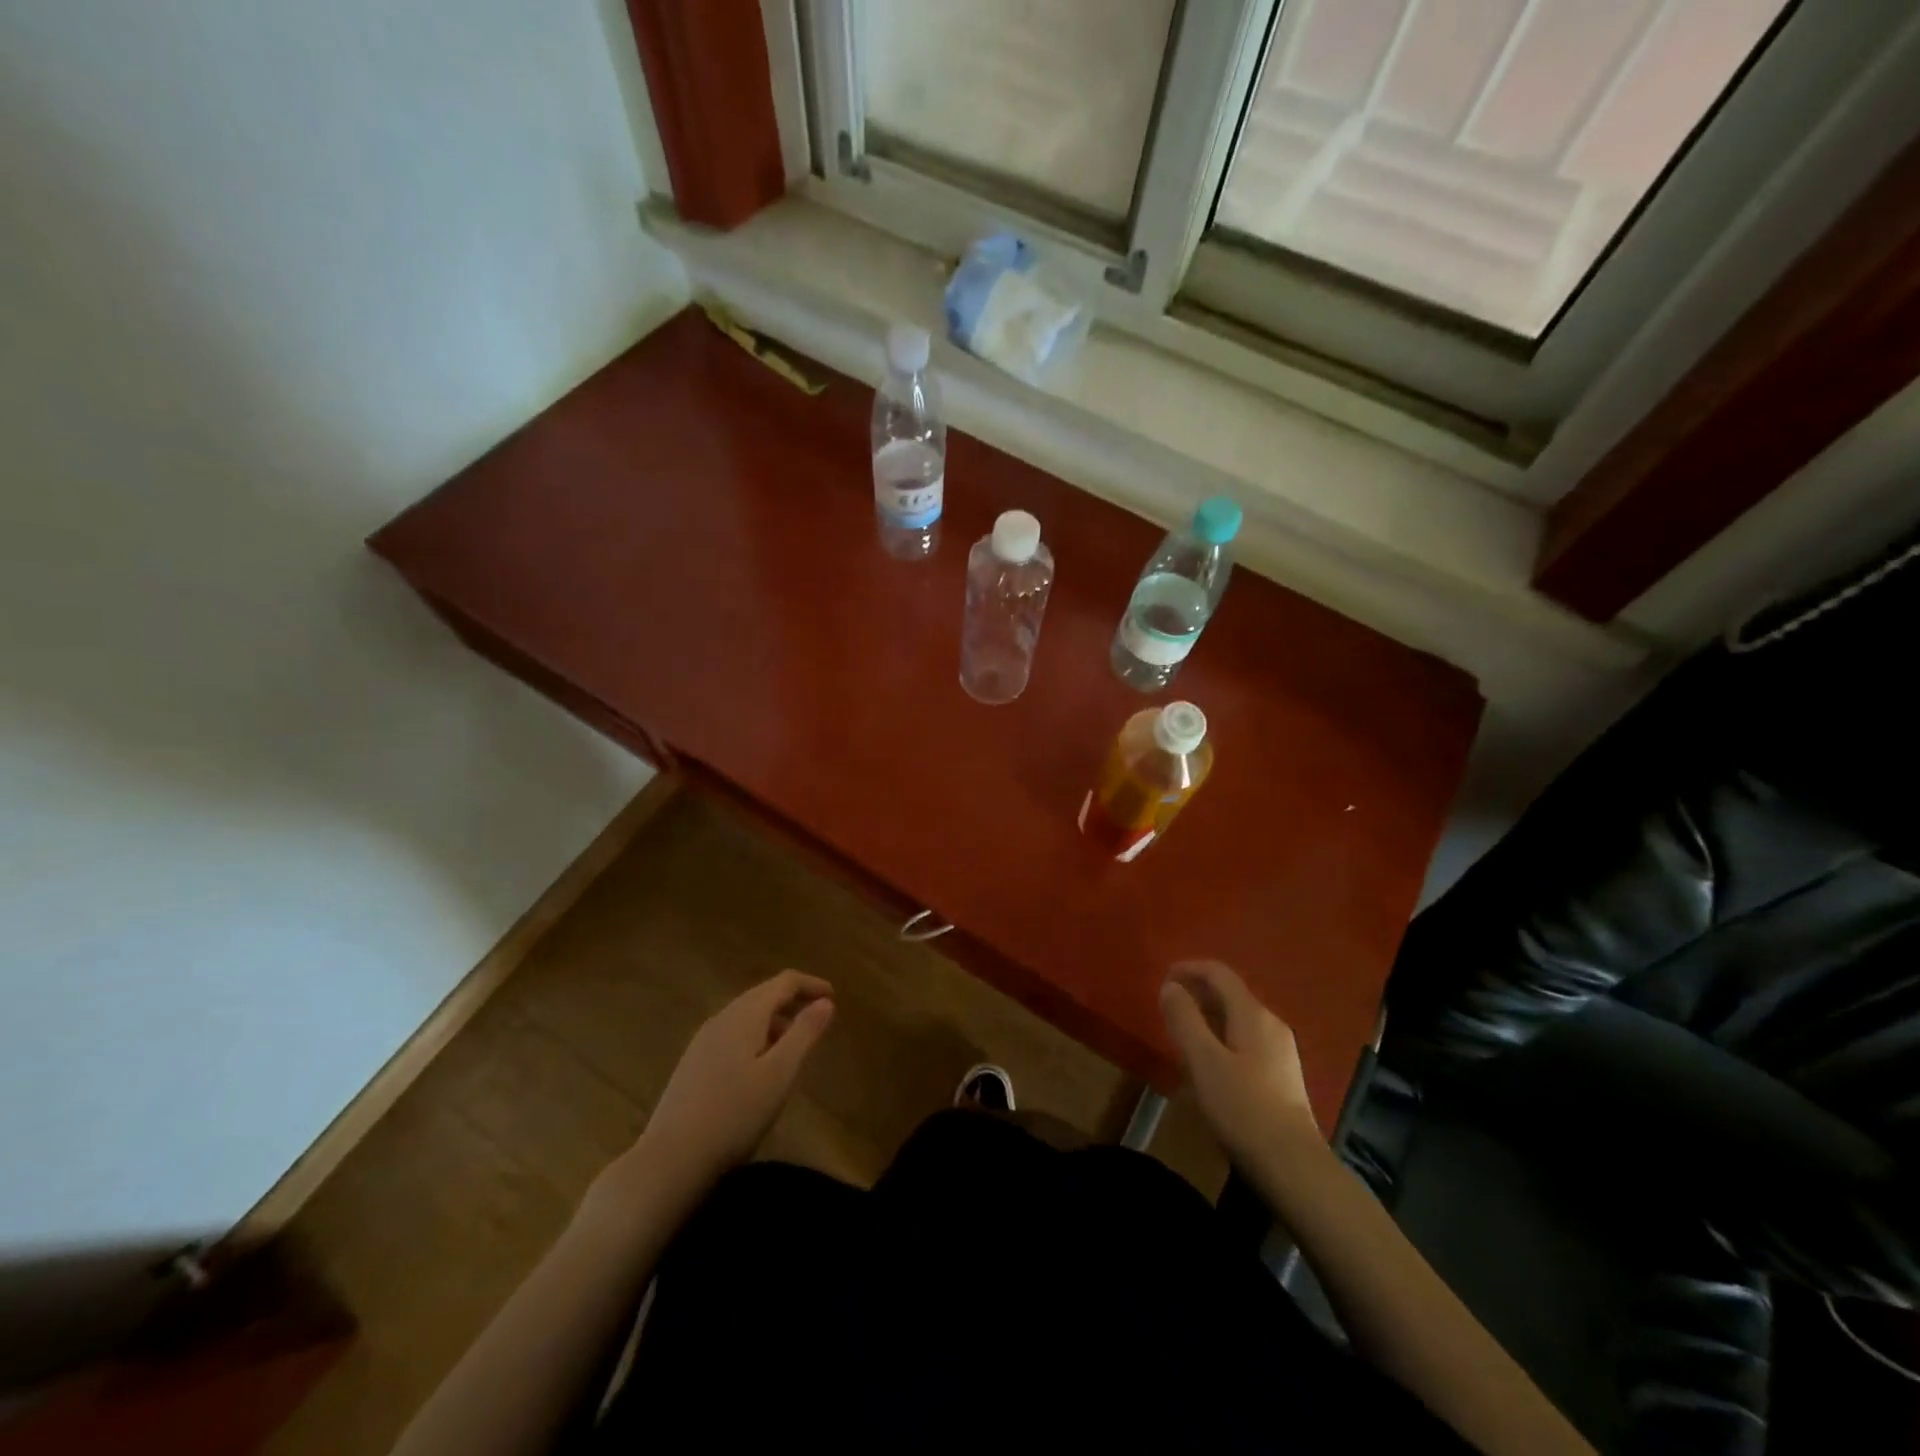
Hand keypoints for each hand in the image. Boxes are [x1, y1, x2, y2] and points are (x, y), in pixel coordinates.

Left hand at [630, 971, 834, 1192]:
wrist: (670, 1160)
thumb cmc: (734, 1114)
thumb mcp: (780, 1074)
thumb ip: (804, 1033)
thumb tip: (825, 1001)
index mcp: (744, 1014)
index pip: (783, 982)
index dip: (810, 984)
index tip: (834, 995)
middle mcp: (721, 1018)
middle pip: (763, 995)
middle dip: (793, 1002)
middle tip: (818, 1020)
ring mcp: (702, 1041)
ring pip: (746, 1016)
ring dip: (774, 1022)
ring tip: (794, 1047)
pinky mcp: (693, 1064)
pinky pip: (732, 1035)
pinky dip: (756, 1038)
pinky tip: (759, 1068)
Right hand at [1160, 960, 1318, 1166]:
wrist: (1294, 1166)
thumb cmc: (1243, 1108)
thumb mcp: (1203, 1061)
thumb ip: (1184, 1019)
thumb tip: (1170, 986)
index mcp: (1253, 1014)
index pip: (1219, 973)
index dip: (1189, 968)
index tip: (1162, 979)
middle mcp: (1271, 1023)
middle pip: (1230, 993)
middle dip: (1197, 993)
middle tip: (1167, 1008)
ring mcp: (1280, 1050)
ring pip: (1238, 1018)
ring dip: (1208, 1016)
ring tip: (1182, 1033)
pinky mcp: (1282, 1075)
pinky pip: (1245, 1039)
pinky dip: (1221, 1036)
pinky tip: (1209, 1062)